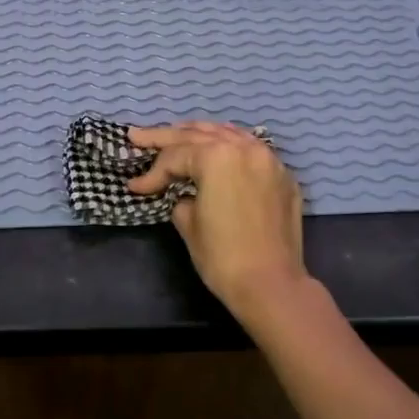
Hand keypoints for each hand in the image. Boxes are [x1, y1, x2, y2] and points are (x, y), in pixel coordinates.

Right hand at [127, 122, 308, 316]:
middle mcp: (244, 148)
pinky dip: (228, 144)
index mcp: (218, 157)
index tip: (135, 188)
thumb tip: (184, 195)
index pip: (175, 157)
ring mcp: (268, 159)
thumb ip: (181, 199)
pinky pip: (249, 148)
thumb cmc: (223, 256)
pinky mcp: (282, 175)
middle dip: (165, 137)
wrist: (272, 285)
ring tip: (176, 133)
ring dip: (199, 134)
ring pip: (227, 134)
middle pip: (198, 135)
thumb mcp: (189, 224)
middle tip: (137, 135)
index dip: (152, 173)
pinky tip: (216, 146)